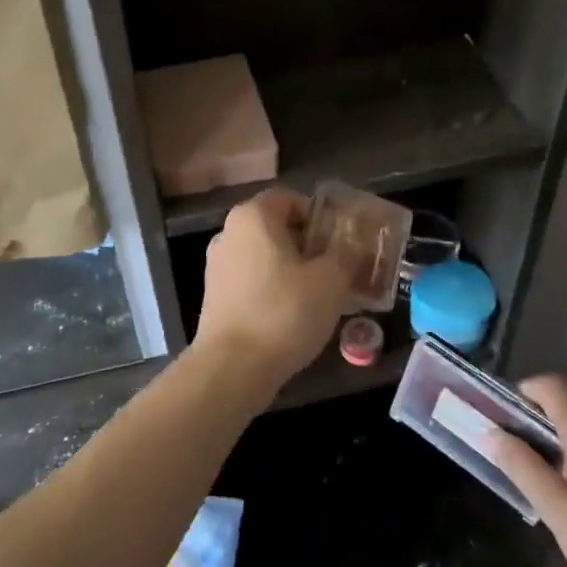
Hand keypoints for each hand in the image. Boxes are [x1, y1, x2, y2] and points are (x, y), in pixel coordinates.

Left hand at [192, 188, 352, 392]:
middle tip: (339, 268)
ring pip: (265, 258)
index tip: (342, 240)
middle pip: (277, 228)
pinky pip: (253, 282)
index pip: (291, 199)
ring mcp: (217, 267)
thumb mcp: (331, 280)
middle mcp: (229, 234)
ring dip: (294, 270)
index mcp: (253, 216)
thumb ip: (345, 255)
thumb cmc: (285, 311)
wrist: (233, 368)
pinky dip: (275, 290)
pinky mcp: (214, 298)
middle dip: (310, 245)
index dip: (320, 215)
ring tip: (322, 295)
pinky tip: (296, 315)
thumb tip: (351, 247)